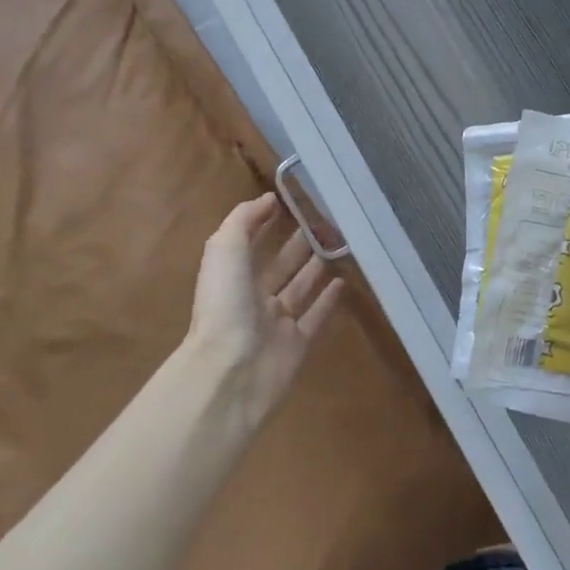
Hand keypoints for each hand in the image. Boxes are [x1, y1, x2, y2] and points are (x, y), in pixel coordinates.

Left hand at [187, 193, 346, 433]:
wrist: (232, 370)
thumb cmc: (225, 304)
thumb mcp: (224, 249)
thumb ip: (244, 220)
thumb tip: (268, 199)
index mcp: (232, 275)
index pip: (251, 243)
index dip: (267, 223)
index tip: (293, 202)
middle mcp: (253, 297)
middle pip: (280, 265)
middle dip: (298, 244)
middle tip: (327, 222)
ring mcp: (277, 322)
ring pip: (300, 288)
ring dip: (315, 268)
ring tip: (338, 245)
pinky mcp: (299, 344)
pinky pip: (316, 317)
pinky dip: (329, 301)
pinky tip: (344, 282)